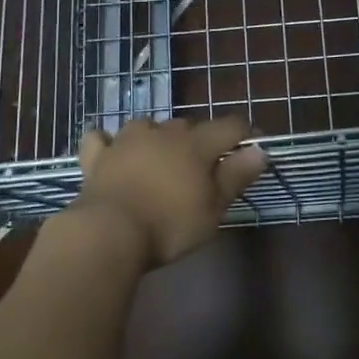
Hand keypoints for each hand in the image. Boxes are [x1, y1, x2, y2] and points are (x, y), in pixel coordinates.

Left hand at [73, 116, 267, 266]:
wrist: (109, 232)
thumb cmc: (170, 225)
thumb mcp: (213, 208)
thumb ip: (236, 176)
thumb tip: (260, 150)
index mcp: (196, 144)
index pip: (229, 126)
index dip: (244, 134)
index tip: (252, 147)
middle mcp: (163, 132)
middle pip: (189, 125)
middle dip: (200, 139)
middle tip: (203, 166)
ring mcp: (127, 140)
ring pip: (148, 126)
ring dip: (158, 136)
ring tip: (160, 157)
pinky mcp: (98, 156)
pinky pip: (103, 139)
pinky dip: (110, 143)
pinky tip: (112, 151)